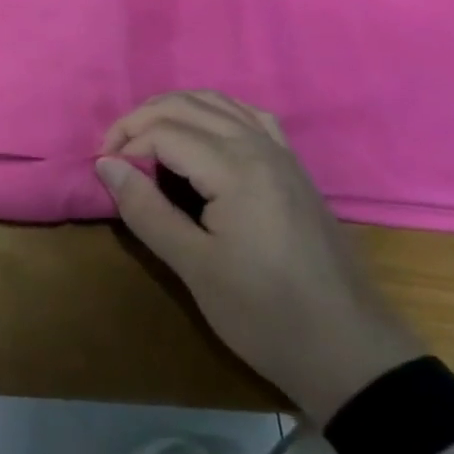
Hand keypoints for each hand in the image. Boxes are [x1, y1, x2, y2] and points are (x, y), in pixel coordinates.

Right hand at [96, 92, 423, 424]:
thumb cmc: (266, 315)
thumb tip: (106, 166)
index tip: (103, 172)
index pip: (164, 132)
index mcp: (235, 167)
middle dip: (141, 120)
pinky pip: (246, 115)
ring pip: (216, 102)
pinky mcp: (292, 165)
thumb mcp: (195, 268)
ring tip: (144, 138)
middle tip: (113, 152)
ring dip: (173, 110)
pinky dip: (212, 112)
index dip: (126, 145)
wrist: (350, 351)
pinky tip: (200, 133)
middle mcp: (258, 145)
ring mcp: (280, 152)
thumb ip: (146, 210)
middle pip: (186, 105)